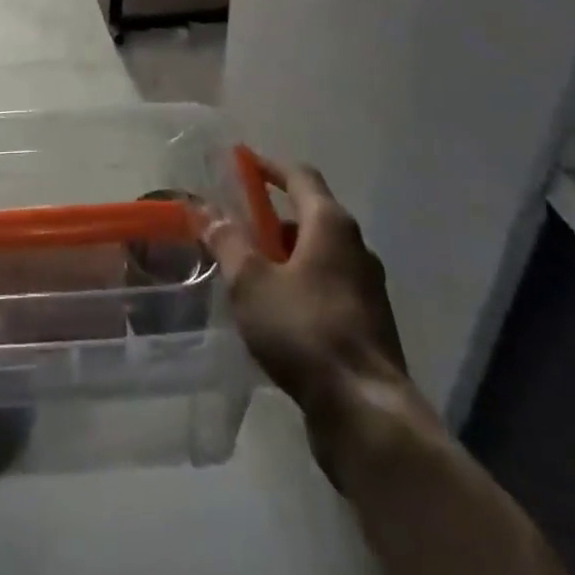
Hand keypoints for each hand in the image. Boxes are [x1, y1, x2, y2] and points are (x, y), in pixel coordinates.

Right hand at [202, 157, 408, 414]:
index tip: (244, 162)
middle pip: (311, 216)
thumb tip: (205, 209)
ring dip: (286, 255)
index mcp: (331, 224)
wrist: (366, 412)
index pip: (300, 176)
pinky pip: (328, 287)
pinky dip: (301, 285)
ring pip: (320, 255)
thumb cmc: (305, 330)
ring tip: (250, 273)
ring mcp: (367, 288)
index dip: (270, 166)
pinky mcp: (368, 324)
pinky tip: (275, 312)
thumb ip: (227, 241)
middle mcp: (356, 247)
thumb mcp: (251, 282)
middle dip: (272, 219)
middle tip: (237, 227)